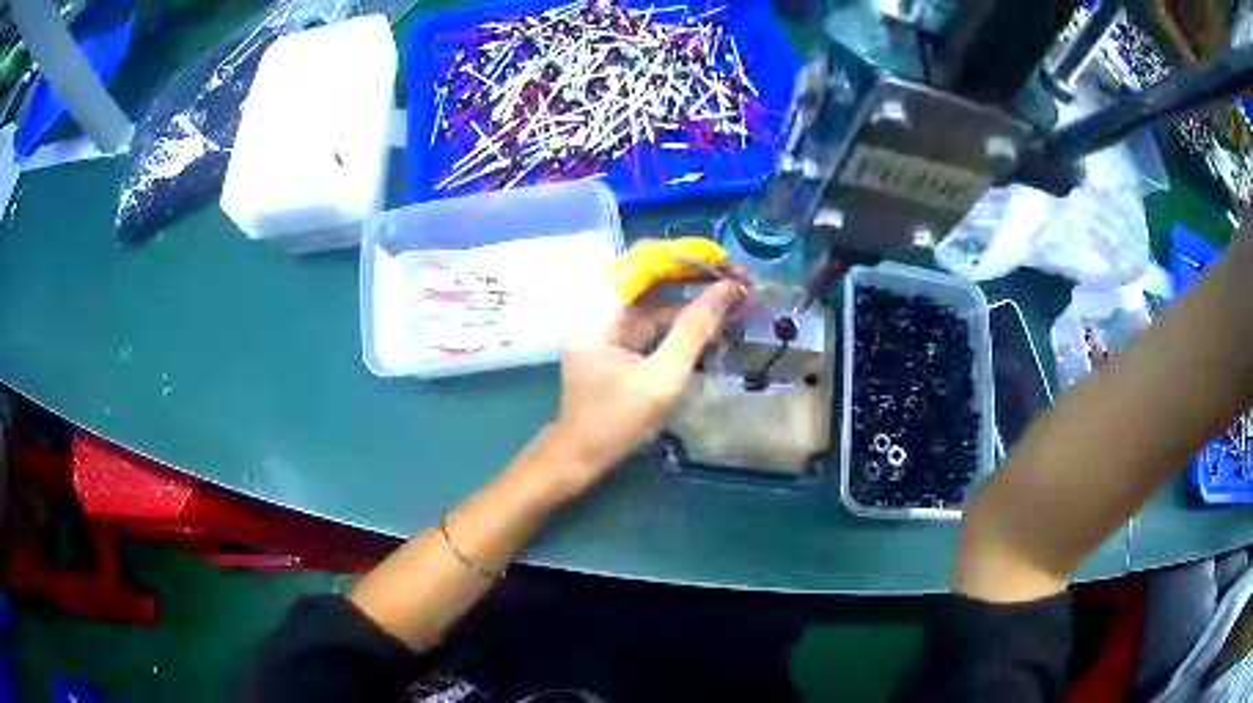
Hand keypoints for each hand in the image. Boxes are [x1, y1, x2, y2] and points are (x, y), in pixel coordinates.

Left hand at [550, 277, 745, 489]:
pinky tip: (713, 316)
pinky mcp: (615, 332)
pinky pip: (651, 309)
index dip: (687, 254)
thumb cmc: (617, 420)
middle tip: (738, 278)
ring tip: (734, 295)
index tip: (727, 264)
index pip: (644, 259)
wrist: (582, 452)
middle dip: (694, 269)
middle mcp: (596, 303)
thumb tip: (729, 289)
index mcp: (597, 309)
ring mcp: (604, 318)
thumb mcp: (662, 377)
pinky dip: (680, 310)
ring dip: (691, 288)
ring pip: (653, 287)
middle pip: (649, 267)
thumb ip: (694, 329)